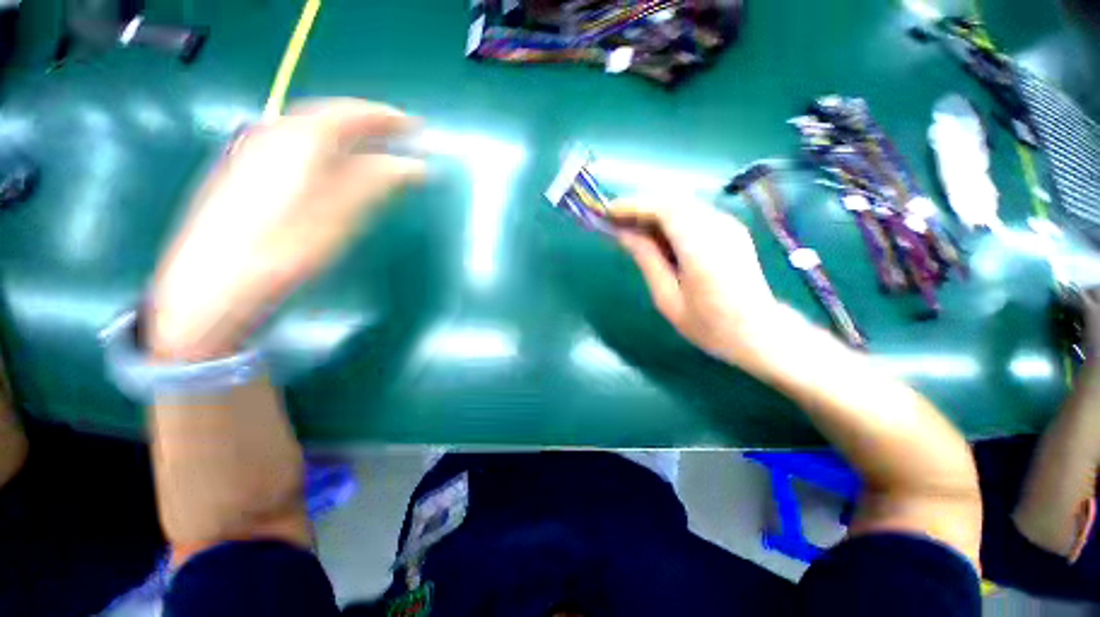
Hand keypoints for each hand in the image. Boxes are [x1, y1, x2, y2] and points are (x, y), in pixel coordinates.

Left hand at [149, 99, 425, 359]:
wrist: (215, 280)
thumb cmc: (284, 248)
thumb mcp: (341, 215)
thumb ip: (377, 182)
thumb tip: (413, 166)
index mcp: (300, 139)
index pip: (351, 113)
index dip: (385, 117)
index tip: (413, 124)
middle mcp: (274, 133)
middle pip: (328, 116)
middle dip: (367, 122)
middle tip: (398, 132)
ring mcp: (255, 149)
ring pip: (310, 130)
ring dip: (346, 133)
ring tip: (375, 147)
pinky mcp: (245, 168)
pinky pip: (295, 144)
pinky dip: (325, 147)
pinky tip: (335, 163)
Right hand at [612, 198, 784, 370]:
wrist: (759, 333)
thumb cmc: (708, 324)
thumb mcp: (667, 297)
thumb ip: (646, 259)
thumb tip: (624, 234)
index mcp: (701, 247)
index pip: (664, 209)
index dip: (633, 206)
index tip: (608, 213)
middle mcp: (718, 227)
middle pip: (673, 202)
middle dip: (641, 209)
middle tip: (617, 225)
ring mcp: (728, 226)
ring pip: (683, 206)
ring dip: (654, 214)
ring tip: (633, 232)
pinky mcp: (731, 230)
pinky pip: (694, 215)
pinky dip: (670, 220)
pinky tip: (659, 238)